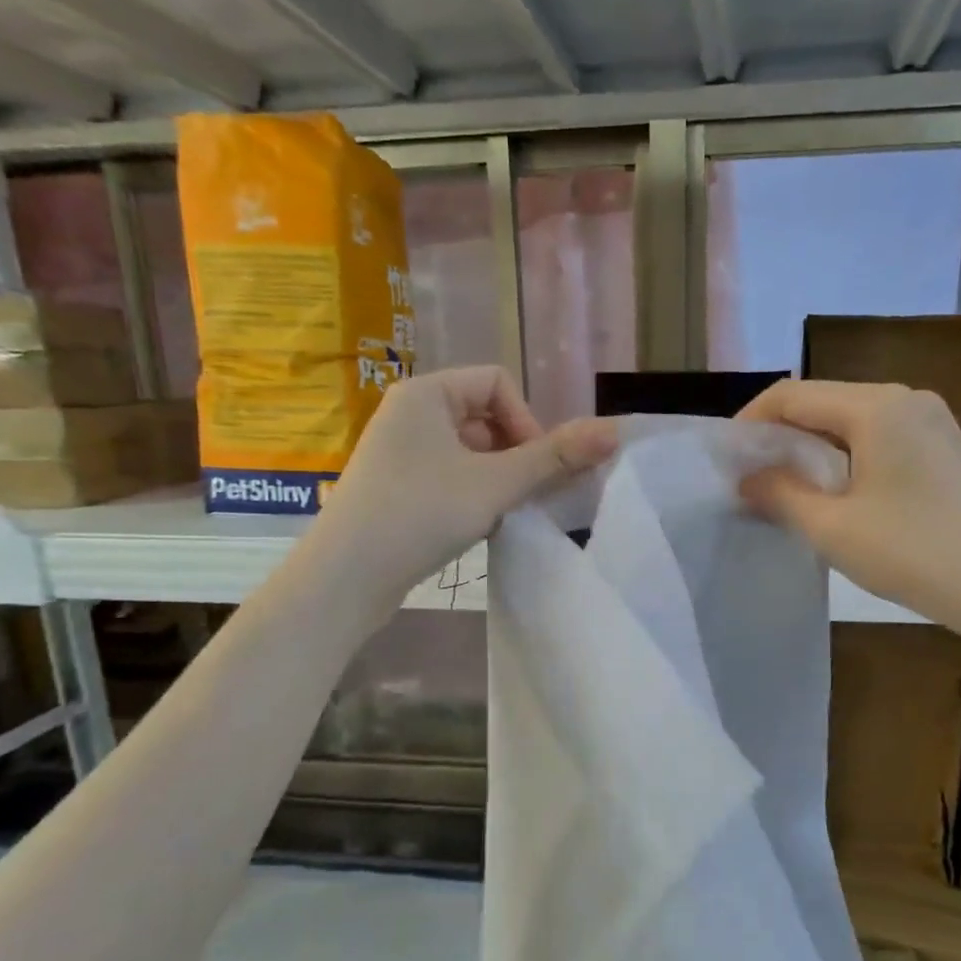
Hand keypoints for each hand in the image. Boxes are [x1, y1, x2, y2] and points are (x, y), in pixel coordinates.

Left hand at [316, 366, 616, 601]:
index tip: (534, 467)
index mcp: (426, 393)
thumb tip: (614, 431)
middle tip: (523, 495)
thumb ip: (554, 457)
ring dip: (496, 478)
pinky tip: (475, 526)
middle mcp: (408, 413)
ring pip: (468, 451)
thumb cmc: (420, 514)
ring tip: (500, 514)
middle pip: (484, 417)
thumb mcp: (496, 484)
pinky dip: (471, 494)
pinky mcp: (394, 488)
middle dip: (514, 454)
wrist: (346, 577)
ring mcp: (398, 452)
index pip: (497, 383)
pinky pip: (448, 476)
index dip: (527, 421)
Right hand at [736, 380, 960, 638]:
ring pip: (851, 420)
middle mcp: (905, 400)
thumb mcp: (833, 528)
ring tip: (781, 486)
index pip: (794, 395)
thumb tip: (747, 478)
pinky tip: (832, 491)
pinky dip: (844, 456)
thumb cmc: (915, 554)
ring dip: (811, 446)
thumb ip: (781, 494)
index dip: (751, 420)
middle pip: (823, 401)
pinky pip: (879, 437)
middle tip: (748, 474)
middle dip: (779, 433)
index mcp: (876, 407)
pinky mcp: (943, 448)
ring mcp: (930, 422)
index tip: (725, 457)